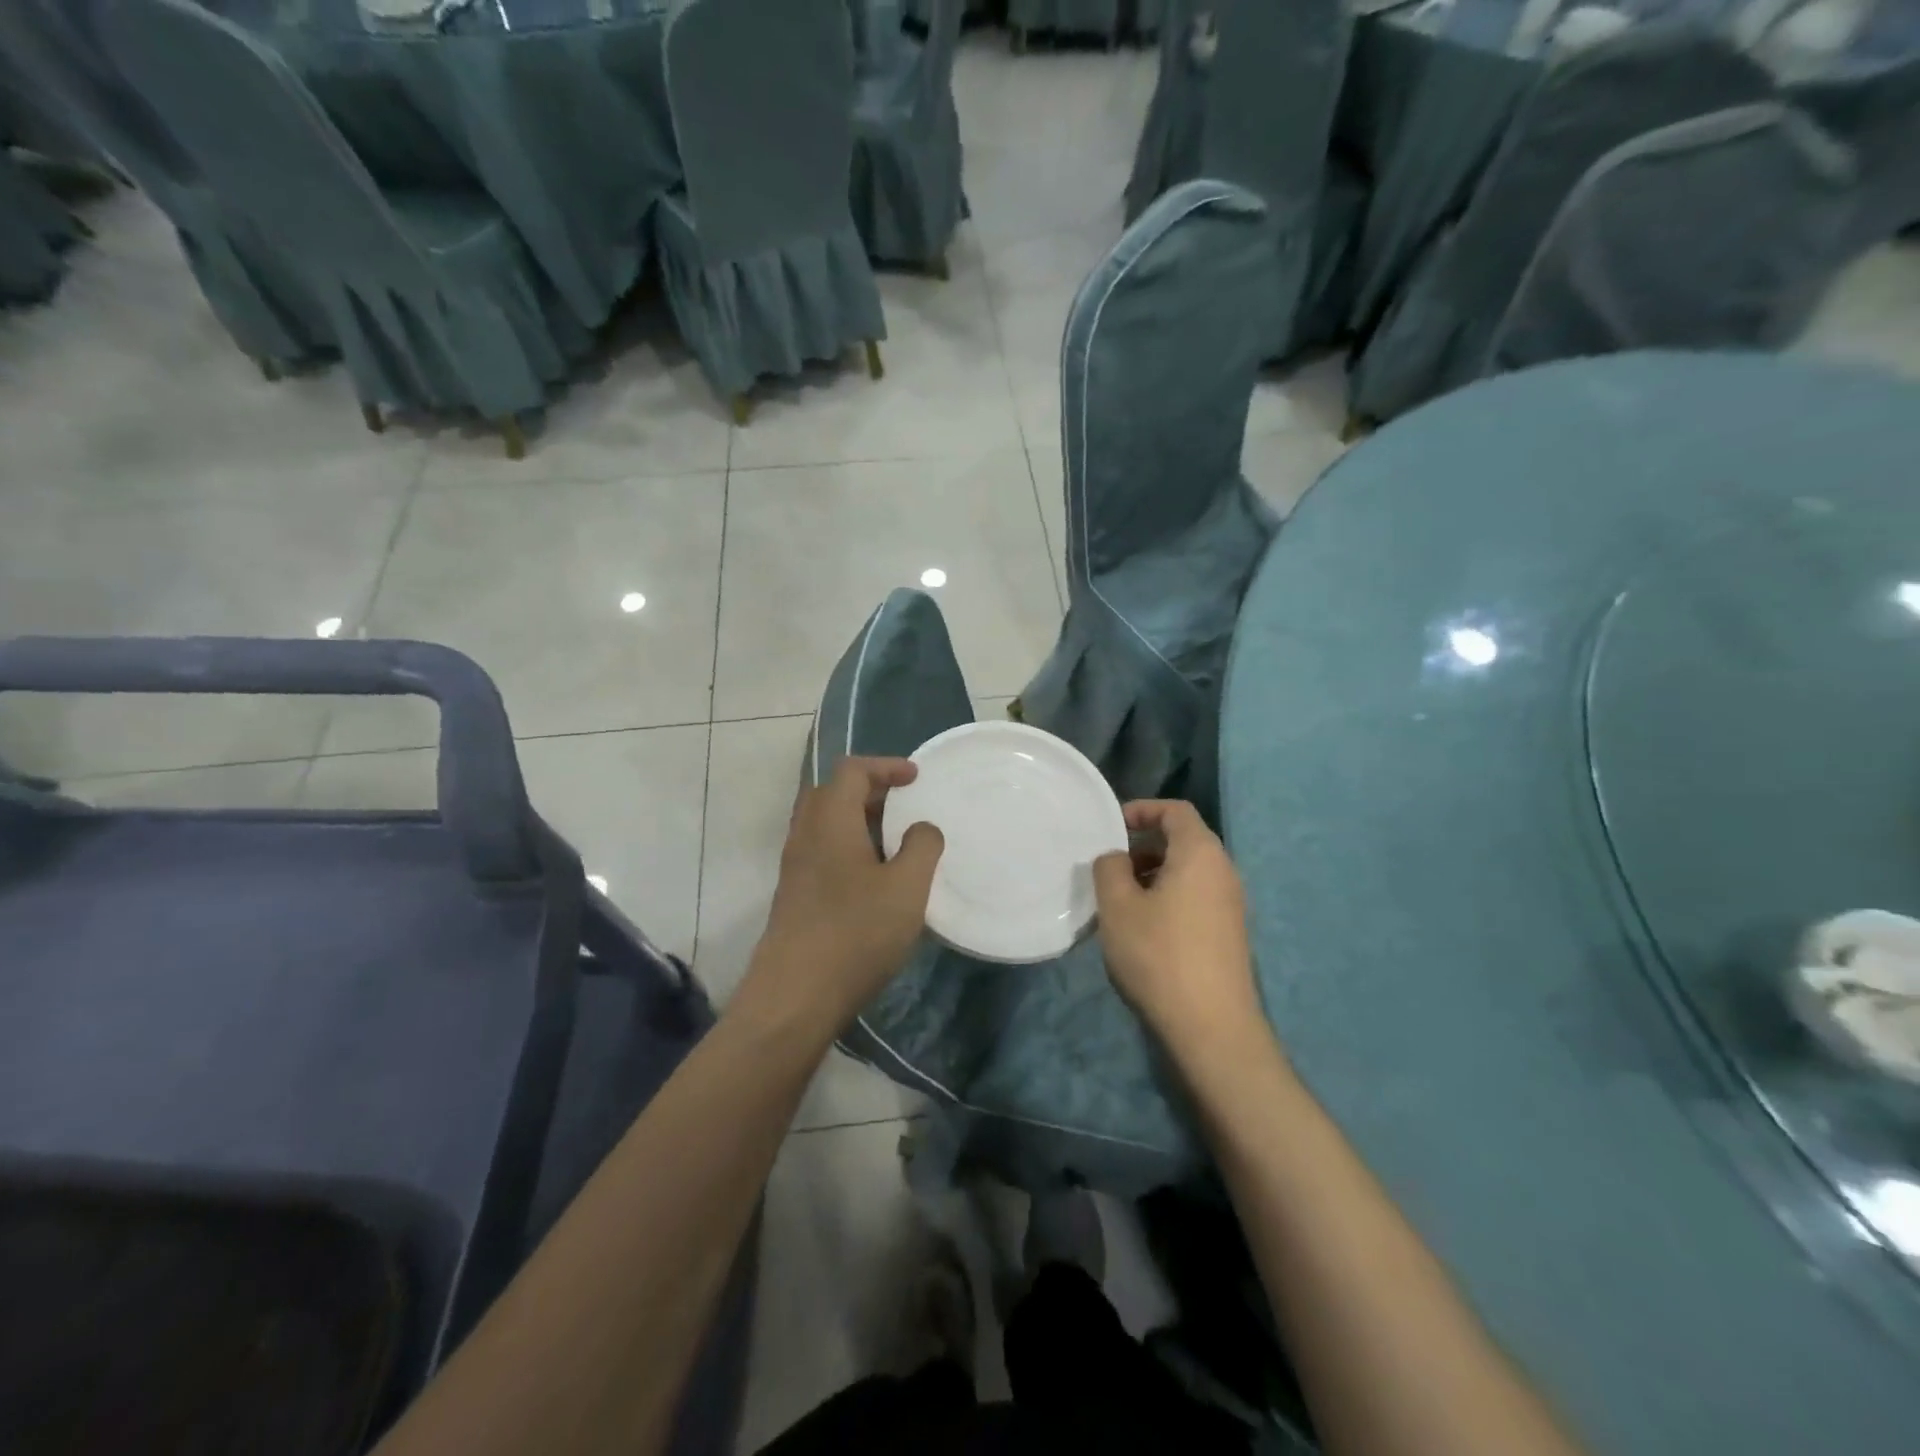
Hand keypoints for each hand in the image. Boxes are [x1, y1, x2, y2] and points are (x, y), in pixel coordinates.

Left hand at [741, 756, 944, 1032]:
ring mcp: (795, 866)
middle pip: (833, 792)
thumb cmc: (855, 933)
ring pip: (825, 823)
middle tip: (904, 804)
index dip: (885, 766)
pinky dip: (849, 846)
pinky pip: (822, 850)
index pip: (852, 770)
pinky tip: (875, 878)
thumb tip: (922, 828)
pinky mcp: (794, 894)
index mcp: (831, 820)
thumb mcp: (906, 888)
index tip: (916, 778)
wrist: (795, 995)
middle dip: (870, 790)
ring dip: (859, 820)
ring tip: (896, 841)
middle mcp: (806, 834)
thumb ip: (922, 847)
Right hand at [1092, 800, 1263, 1054]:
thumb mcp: (1118, 906)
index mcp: (1201, 853)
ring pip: (1188, 872)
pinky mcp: (1229, 934)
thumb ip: (1109, 868)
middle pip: (1183, 840)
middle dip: (1143, 846)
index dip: (1142, 810)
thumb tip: (1116, 858)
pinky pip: (1195, 897)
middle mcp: (1223, 871)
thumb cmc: (1159, 954)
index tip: (1112, 827)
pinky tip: (1143, 929)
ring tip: (1120, 900)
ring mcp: (1231, 905)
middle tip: (1109, 868)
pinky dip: (1167, 898)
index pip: (1176, 810)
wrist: (1211, 1027)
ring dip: (1152, 875)